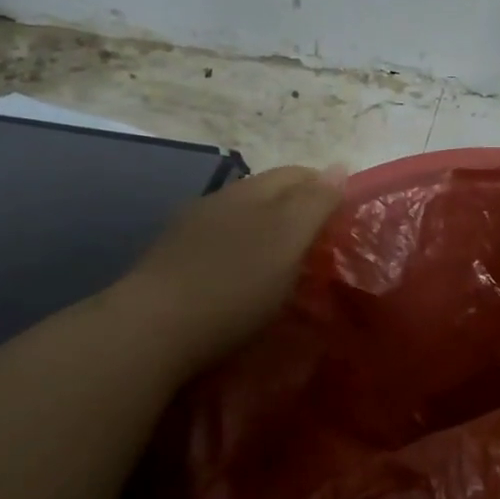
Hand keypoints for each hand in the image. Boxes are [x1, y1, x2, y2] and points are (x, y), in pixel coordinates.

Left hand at [116, 164, 345, 375]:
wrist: (150, 331)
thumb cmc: (232, 285)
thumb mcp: (286, 241)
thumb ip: (314, 203)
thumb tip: (339, 167)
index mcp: (249, 192)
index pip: (297, 175)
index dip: (327, 189)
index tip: (349, 219)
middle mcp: (218, 202)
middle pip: (269, 196)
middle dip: (299, 212)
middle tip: (325, 246)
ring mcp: (189, 233)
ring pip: (242, 222)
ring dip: (269, 235)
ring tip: (289, 267)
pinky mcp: (172, 266)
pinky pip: (221, 249)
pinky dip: (243, 258)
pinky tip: (245, 283)